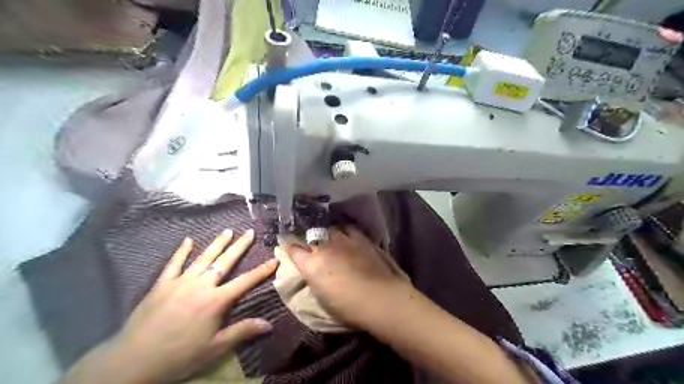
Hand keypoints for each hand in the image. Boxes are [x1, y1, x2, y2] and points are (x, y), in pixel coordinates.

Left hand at [95, 230, 277, 383]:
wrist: (133, 361)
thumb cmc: (179, 355)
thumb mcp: (215, 347)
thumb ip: (242, 332)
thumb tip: (269, 324)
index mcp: (216, 301)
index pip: (245, 282)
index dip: (262, 271)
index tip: (274, 259)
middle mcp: (201, 285)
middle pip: (225, 262)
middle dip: (239, 246)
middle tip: (250, 232)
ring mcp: (180, 282)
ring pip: (203, 258)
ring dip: (217, 243)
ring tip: (228, 231)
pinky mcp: (162, 284)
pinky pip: (174, 263)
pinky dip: (181, 251)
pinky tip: (188, 240)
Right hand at [276, 227, 407, 327]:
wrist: (379, 297)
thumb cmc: (348, 307)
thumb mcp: (322, 297)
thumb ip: (314, 279)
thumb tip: (311, 270)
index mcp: (311, 265)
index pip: (294, 250)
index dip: (289, 246)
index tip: (287, 244)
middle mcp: (324, 247)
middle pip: (310, 236)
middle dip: (307, 238)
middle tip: (309, 242)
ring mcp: (343, 240)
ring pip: (328, 229)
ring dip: (326, 233)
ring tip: (328, 237)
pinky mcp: (360, 238)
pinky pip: (347, 229)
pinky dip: (343, 231)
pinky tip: (345, 234)